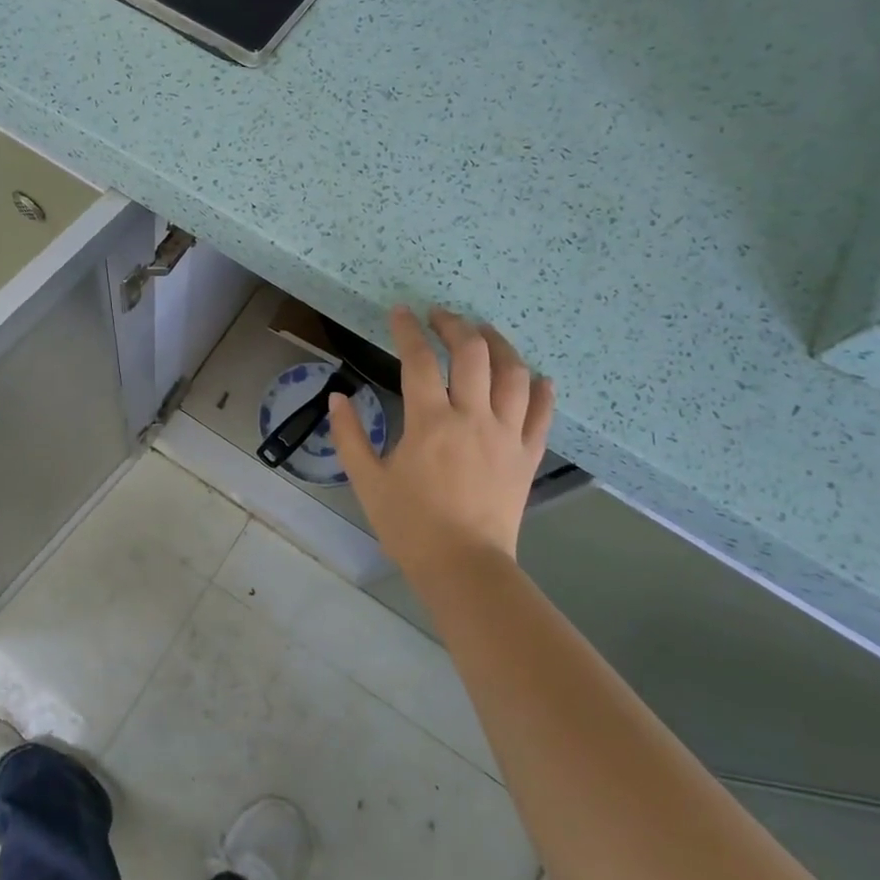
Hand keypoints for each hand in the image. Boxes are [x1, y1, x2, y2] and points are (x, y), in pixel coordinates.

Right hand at [329, 306, 553, 597]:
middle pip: (472, 353)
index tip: (400, 311)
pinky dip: (541, 390)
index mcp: (430, 421)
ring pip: (513, 374)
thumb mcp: (367, 481)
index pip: (419, 359)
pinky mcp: (527, 455)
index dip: (408, 329)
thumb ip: (350, 436)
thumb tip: (337, 397)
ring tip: (485, 332)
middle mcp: (473, 417)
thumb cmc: (410, 525)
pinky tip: (536, 377)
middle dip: (455, 325)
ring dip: (499, 344)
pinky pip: (542, 413)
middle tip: (440, 315)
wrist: (464, 567)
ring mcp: (506, 434)